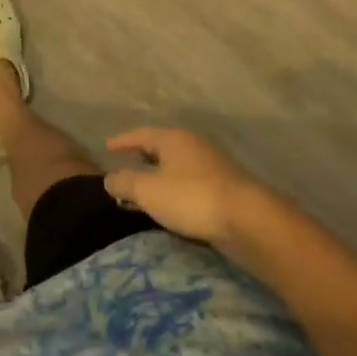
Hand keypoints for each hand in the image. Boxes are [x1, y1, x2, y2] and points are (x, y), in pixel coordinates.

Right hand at [104, 128, 260, 245]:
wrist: (249, 221)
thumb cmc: (191, 198)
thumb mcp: (148, 190)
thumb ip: (124, 182)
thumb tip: (108, 179)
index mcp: (173, 139)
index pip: (141, 134)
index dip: (123, 141)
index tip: (108, 147)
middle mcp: (193, 146)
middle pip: (162, 148)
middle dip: (142, 158)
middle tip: (126, 166)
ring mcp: (213, 167)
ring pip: (178, 168)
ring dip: (160, 177)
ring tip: (147, 191)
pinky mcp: (227, 190)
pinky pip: (191, 185)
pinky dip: (176, 191)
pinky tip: (173, 207)